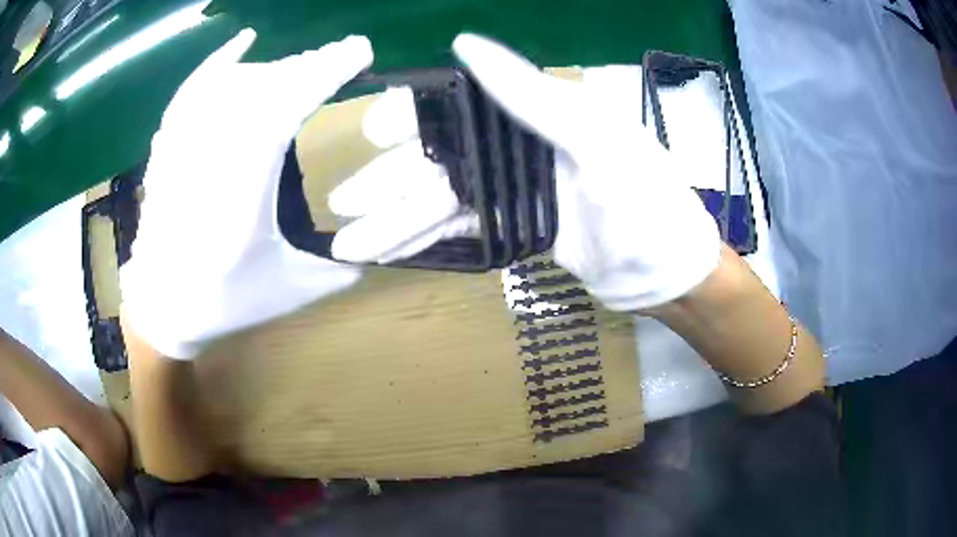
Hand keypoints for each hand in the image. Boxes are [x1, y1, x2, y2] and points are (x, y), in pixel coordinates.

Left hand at [120, 30, 372, 359]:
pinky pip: (192, 90)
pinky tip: (245, 42)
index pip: (281, 110)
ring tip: (307, 65)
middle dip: (308, 64)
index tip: (358, 52)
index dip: (323, 73)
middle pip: (259, 88)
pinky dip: (219, 61)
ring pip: (231, 84)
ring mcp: (182, 148)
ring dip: (276, 68)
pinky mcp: (168, 145)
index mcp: (240, 197)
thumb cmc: (222, 301)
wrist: (160, 305)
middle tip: (343, 54)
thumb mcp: (289, 289)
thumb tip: (383, 248)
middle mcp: (206, 160)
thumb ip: (339, 268)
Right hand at [334, 34, 720, 311]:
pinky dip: (421, 240)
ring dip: (392, 221)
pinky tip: (386, 252)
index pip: (459, 106)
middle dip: (388, 182)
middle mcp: (518, 144)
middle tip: (342, 204)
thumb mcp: (599, 143)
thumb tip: (464, 43)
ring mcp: (512, 189)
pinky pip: (457, 229)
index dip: (412, 118)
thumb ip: (533, 95)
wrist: (664, 275)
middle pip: (439, 158)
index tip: (374, 135)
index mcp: (537, 113)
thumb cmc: (646, 205)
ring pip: (440, 200)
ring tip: (347, 245)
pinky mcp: (512, 228)